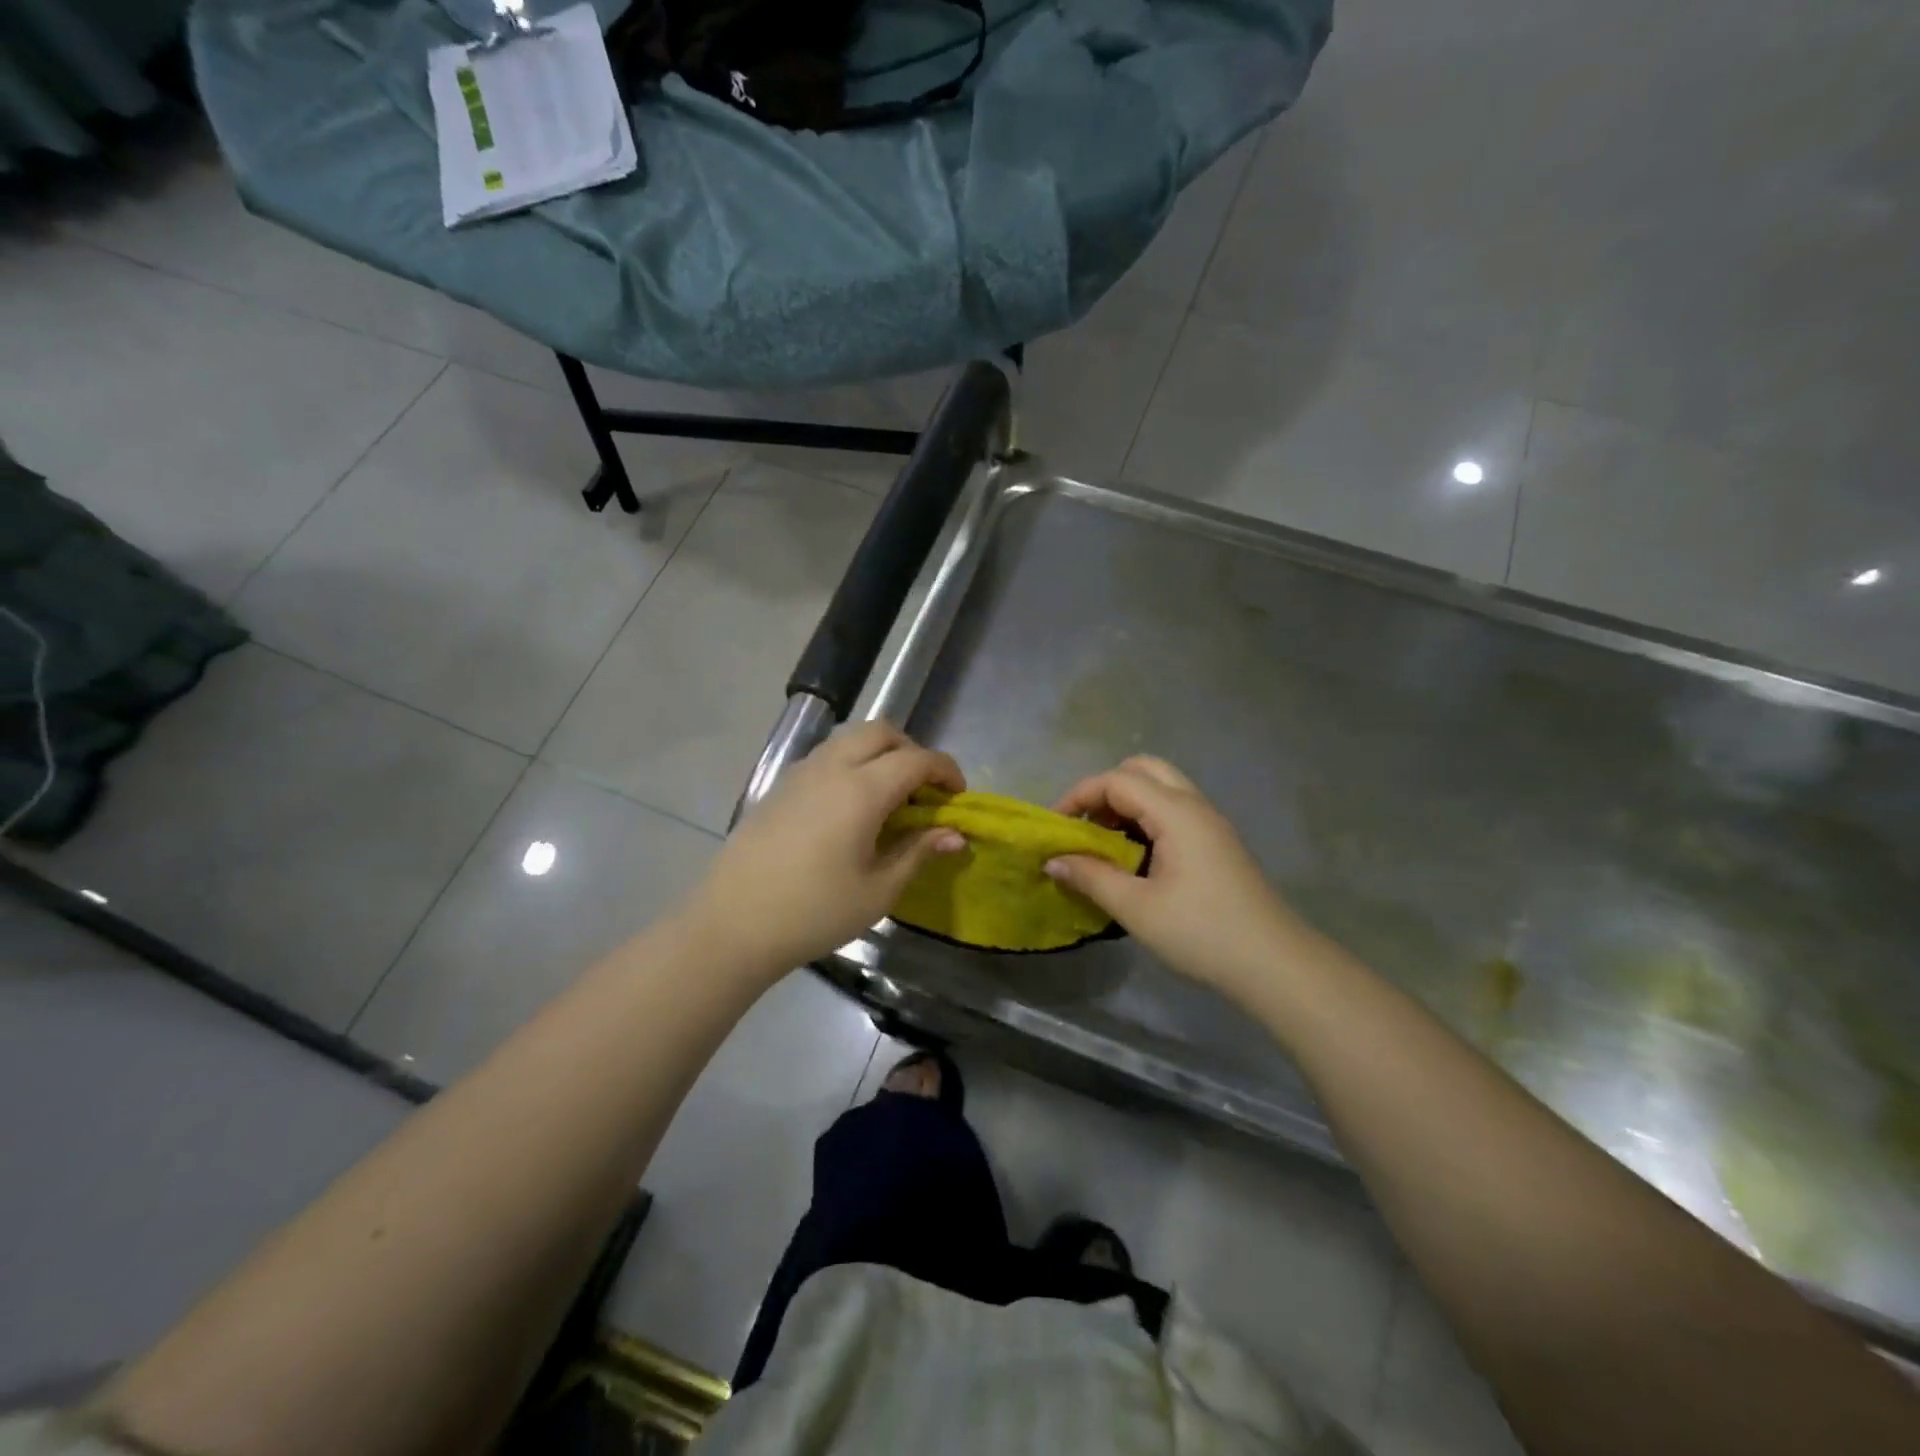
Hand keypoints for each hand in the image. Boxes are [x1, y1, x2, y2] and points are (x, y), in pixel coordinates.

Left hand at [680, 721, 966, 977]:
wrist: (733, 924)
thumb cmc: (814, 912)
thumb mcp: (878, 890)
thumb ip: (918, 852)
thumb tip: (954, 834)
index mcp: (861, 790)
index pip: (916, 760)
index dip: (945, 771)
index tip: (958, 797)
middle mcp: (831, 767)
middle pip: (881, 732)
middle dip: (912, 751)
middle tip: (924, 790)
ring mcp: (800, 773)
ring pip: (850, 739)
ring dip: (879, 754)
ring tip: (889, 798)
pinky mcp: (779, 786)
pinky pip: (826, 756)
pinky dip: (852, 764)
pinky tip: (851, 808)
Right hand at [1046, 756, 1303, 998]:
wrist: (1274, 964)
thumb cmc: (1201, 933)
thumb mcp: (1137, 908)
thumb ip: (1091, 877)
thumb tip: (1053, 860)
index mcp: (1176, 812)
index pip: (1117, 780)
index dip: (1080, 795)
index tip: (1055, 826)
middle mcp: (1195, 805)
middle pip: (1143, 770)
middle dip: (1105, 790)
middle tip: (1085, 826)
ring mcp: (1210, 823)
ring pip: (1161, 788)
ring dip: (1127, 804)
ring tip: (1104, 844)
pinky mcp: (1217, 843)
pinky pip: (1174, 810)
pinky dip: (1146, 819)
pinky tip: (1135, 858)